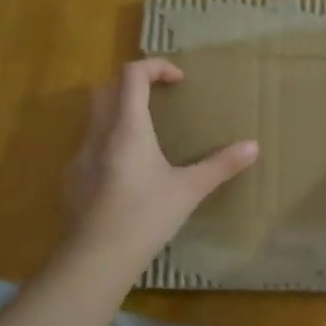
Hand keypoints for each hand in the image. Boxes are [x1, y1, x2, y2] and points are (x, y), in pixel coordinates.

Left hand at [63, 58, 258, 276]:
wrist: (97, 258)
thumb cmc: (146, 217)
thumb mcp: (189, 190)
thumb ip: (221, 166)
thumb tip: (253, 146)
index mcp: (127, 127)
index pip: (132, 74)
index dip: (155, 66)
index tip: (178, 80)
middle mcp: (98, 133)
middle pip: (105, 88)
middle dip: (131, 85)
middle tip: (158, 101)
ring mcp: (79, 156)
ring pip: (93, 116)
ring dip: (118, 113)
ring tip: (146, 137)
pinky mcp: (72, 178)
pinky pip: (88, 146)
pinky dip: (107, 144)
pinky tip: (126, 174)